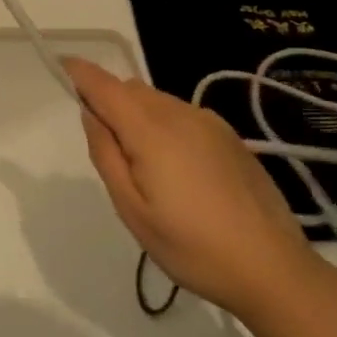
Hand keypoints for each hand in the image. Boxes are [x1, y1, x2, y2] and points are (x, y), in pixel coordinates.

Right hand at [63, 56, 316, 319]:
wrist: (274, 270)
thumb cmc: (192, 247)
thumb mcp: (132, 210)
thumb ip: (106, 155)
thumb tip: (91, 115)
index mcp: (152, 130)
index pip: (106, 86)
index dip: (81, 73)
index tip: (63, 66)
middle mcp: (181, 114)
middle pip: (132, 90)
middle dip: (110, 101)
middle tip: (107, 149)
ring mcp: (211, 123)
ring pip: (158, 101)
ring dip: (138, 115)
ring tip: (145, 167)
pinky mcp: (231, 138)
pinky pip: (182, 115)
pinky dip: (164, 125)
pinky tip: (177, 170)